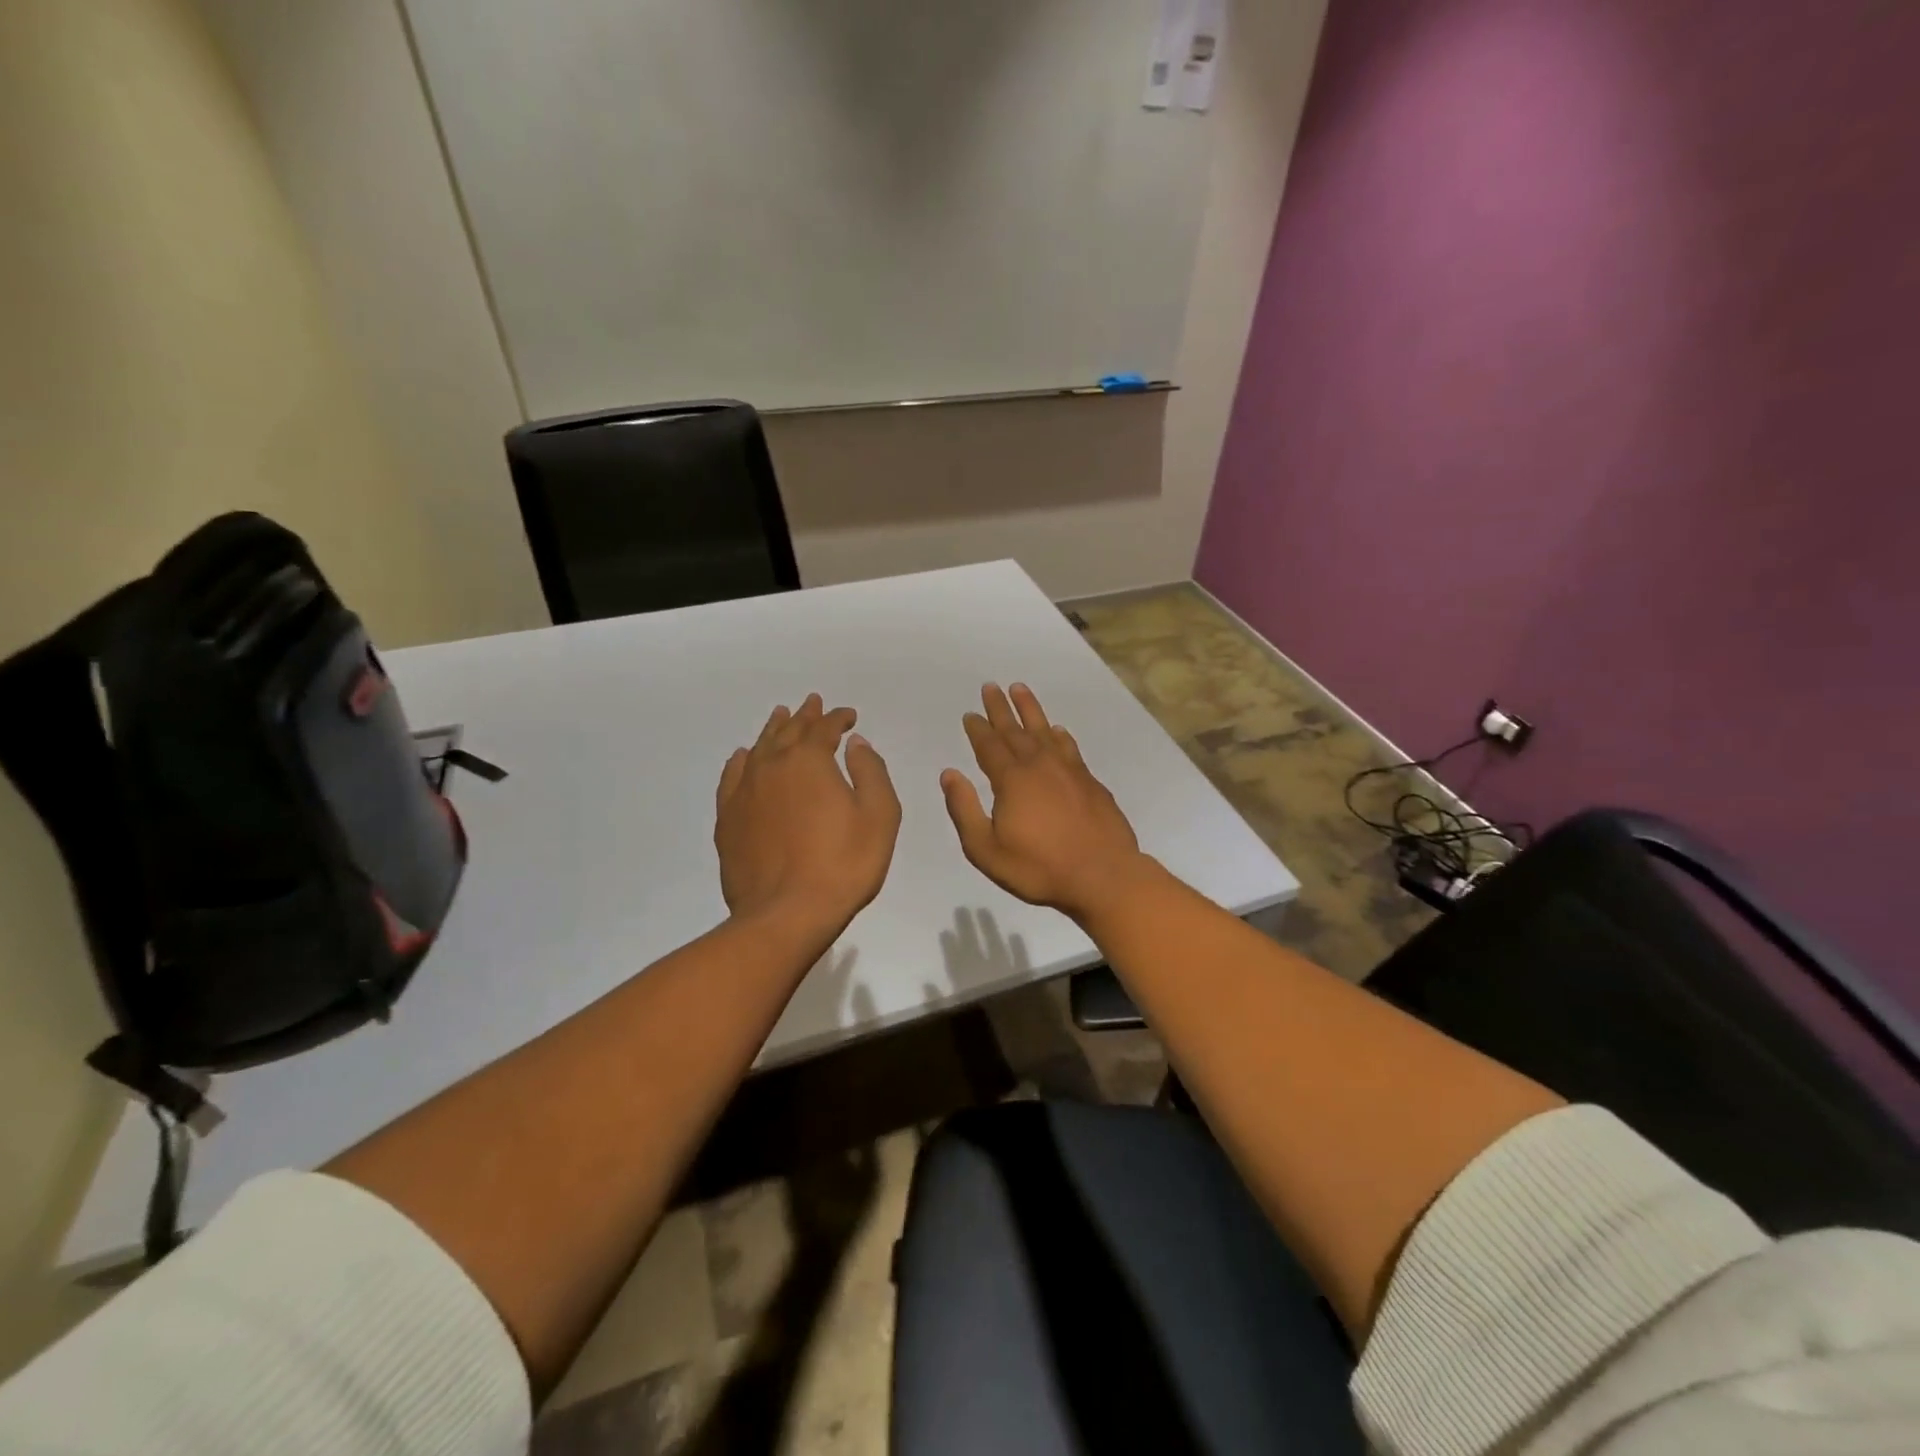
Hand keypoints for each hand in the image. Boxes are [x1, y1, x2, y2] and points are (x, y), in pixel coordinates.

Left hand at [715, 694, 901, 938]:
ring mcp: (745, 791)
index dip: (838, 719)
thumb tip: (855, 743)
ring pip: (759, 748)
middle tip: (812, 703)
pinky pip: (732, 777)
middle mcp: (772, 766)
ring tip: (780, 716)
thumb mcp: (879, 816)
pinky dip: (741, 761)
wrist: (786, 914)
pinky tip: (743, 757)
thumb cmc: (843, 864)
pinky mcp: (728, 819)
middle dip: (804, 716)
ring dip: (773, 730)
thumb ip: (870, 771)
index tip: (849, 717)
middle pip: (789, 731)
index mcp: (809, 761)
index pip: (824, 728)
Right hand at [940, 683, 1150, 920]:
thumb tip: (949, 774)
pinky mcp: (1090, 782)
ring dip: (1030, 710)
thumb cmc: (1039, 868)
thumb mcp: (986, 849)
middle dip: (1001, 709)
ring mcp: (1069, 771)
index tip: (971, 714)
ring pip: (1044, 731)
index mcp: (1011, 780)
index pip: (989, 746)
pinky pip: (1069, 747)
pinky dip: (1059, 735)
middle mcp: (1039, 766)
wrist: (1103, 876)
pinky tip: (1057, 730)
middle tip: (991, 687)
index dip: (978, 729)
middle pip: (1015, 730)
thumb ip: (964, 810)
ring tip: (1020, 689)